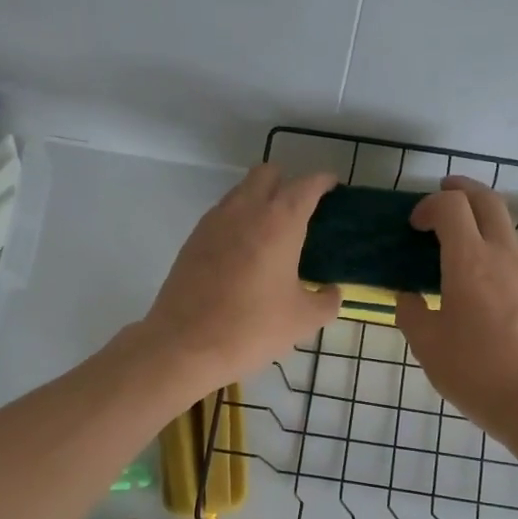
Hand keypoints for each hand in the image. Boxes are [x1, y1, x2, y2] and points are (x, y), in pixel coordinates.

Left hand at [140, 165, 342, 396]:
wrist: (185, 344)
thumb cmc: (252, 328)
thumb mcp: (303, 320)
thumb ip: (326, 300)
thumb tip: (331, 292)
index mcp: (280, 221)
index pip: (306, 184)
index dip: (323, 182)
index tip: (332, 189)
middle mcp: (245, 209)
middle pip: (268, 173)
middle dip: (287, 183)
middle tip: (300, 211)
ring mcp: (214, 221)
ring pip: (241, 191)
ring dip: (259, 200)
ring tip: (272, 233)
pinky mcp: (193, 239)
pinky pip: (221, 214)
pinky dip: (237, 220)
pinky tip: (244, 252)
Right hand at [395, 177, 517, 442]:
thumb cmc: (476, 372)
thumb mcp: (427, 346)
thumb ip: (411, 314)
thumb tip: (408, 297)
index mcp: (470, 262)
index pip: (451, 206)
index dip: (429, 205)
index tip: (414, 225)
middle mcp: (503, 256)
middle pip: (488, 201)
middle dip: (462, 189)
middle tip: (442, 194)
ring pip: (505, 226)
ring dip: (480, 219)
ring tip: (456, 239)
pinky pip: (514, 254)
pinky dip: (493, 246)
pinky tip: (478, 278)